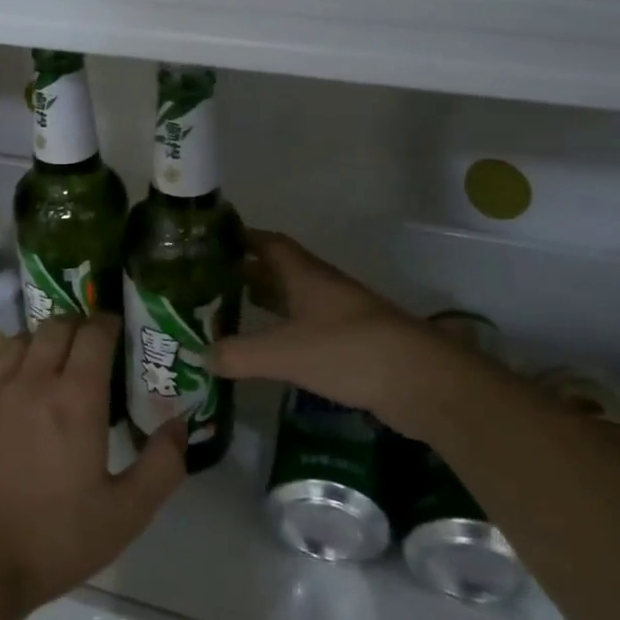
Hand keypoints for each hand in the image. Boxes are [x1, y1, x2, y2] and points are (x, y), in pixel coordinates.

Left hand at [0, 315, 186, 619]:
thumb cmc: (51, 541)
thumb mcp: (125, 515)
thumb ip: (162, 465)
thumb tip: (179, 422)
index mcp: (76, 398)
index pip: (94, 332)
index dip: (109, 324)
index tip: (117, 333)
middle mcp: (31, 381)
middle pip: (56, 325)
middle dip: (77, 328)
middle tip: (87, 351)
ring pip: (17, 341)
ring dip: (38, 345)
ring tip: (46, 369)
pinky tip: (4, 393)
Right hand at [208, 231, 483, 441]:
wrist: (419, 381)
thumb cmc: (347, 350)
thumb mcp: (284, 352)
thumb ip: (239, 353)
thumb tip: (200, 356)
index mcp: (305, 275)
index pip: (269, 243)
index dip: (242, 238)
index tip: (211, 242)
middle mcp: (322, 288)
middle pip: (279, 271)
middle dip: (247, 273)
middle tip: (210, 283)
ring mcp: (340, 316)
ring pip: (294, 300)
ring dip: (266, 303)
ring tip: (231, 313)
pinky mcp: (351, 345)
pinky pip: (307, 329)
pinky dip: (284, 333)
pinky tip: (269, 350)